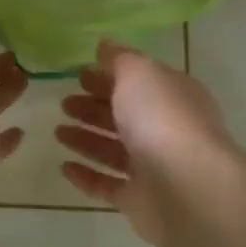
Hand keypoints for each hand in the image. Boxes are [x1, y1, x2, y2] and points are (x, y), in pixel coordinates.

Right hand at [55, 41, 232, 243]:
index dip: (109, 76)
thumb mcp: (139, 73)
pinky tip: (64, 167)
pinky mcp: (141, 201)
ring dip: (86, 139)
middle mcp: (167, 130)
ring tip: (58, 132)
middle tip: (64, 103)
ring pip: (115, 150)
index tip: (79, 75)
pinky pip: (108, 185)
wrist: (187, 188)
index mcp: (173, 96)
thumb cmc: (162, 119)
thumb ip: (120, 59)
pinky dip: (87, 176)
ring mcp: (155, 168)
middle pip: (126, 115)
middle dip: (94, 107)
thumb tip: (105, 45)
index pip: (139, 82)